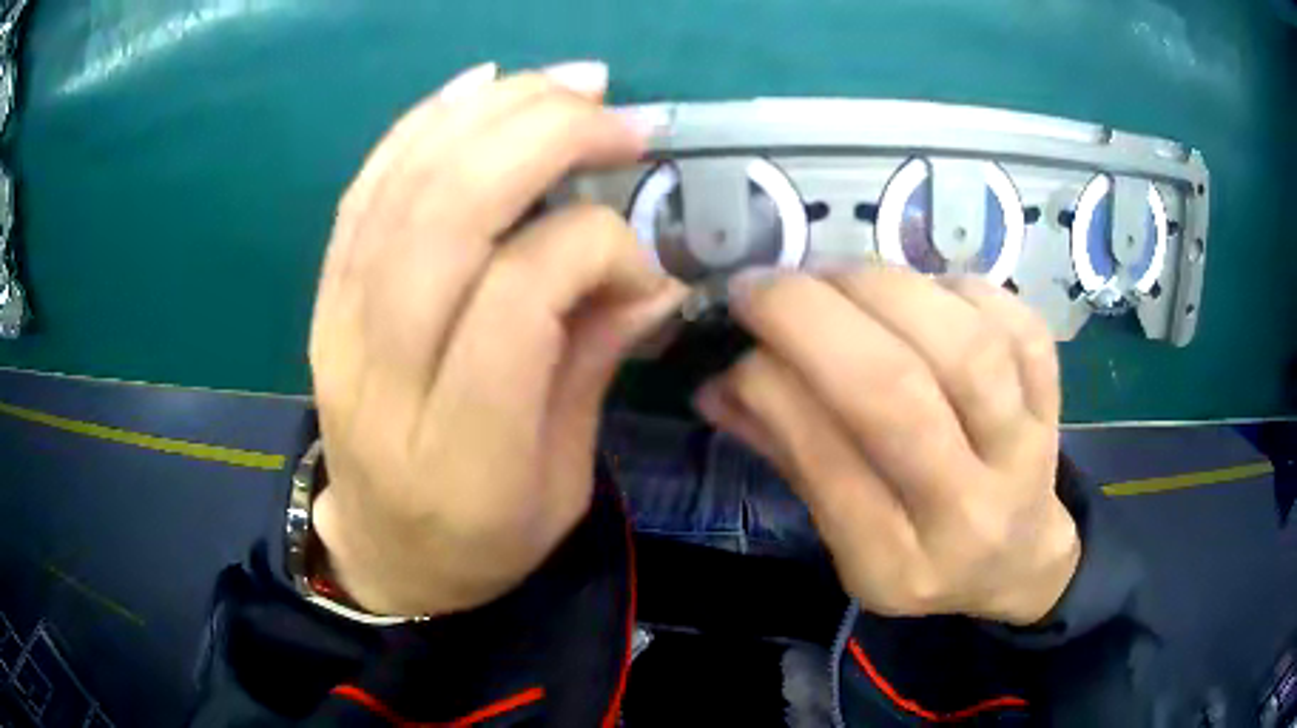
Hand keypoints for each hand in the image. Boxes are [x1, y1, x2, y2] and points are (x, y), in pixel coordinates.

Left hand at [308, 61, 684, 616]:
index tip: (639, 258)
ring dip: (491, 113)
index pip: (515, 301)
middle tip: (614, 116)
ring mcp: (337, 325)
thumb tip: (651, 269)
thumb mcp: (563, 486)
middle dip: (542, 139)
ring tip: (566, 84)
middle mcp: (382, 376)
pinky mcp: (324, 296)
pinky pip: (366, 189)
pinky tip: (479, 85)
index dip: (589, 247)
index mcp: (459, 452)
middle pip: (448, 217)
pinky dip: (423, 123)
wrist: (383, 551)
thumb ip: (595, 366)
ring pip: (405, 186)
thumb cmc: (482, 540)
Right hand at [696, 268, 1078, 624]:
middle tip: (765, 283)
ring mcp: (1026, 450)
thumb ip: (791, 455)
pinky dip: (952, 288)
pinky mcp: (1054, 398)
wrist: (1019, 555)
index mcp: (898, 564)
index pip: (830, 464)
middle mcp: (970, 513)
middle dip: (815, 318)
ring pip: (963, 344)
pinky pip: (1012, 320)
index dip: (773, 383)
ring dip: (882, 288)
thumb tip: (719, 381)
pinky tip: (917, 293)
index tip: (736, 332)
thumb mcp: (847, 539)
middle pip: (900, 394)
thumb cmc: (923, 553)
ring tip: (834, 277)